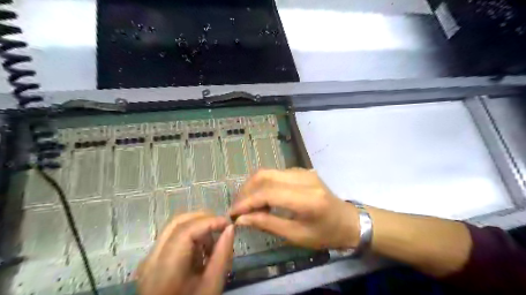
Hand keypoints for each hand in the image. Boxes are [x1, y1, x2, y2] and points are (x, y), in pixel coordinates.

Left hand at [135, 212, 233, 294]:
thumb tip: (230, 228)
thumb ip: (222, 255)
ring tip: (212, 244)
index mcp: (164, 270)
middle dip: (203, 219)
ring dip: (197, 227)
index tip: (228, 224)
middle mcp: (151, 259)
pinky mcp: (152, 260)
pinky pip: (172, 236)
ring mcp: (149, 259)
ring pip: (174, 227)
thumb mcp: (212, 287)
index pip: (185, 231)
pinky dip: (190, 235)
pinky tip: (200, 251)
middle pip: (177, 223)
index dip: (209, 222)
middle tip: (222, 227)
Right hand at [228, 169, 359, 248]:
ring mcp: (304, 172)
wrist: (349, 221)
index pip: (268, 193)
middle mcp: (304, 179)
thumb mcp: (297, 235)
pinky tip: (261, 198)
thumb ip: (268, 224)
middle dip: (246, 190)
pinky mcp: (302, 171)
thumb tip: (242, 218)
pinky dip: (264, 184)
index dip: (247, 202)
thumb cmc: (326, 234)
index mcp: (307, 199)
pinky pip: (276, 173)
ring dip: (253, 186)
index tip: (233, 213)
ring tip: (247, 205)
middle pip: (265, 176)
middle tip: (237, 207)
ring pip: (269, 172)